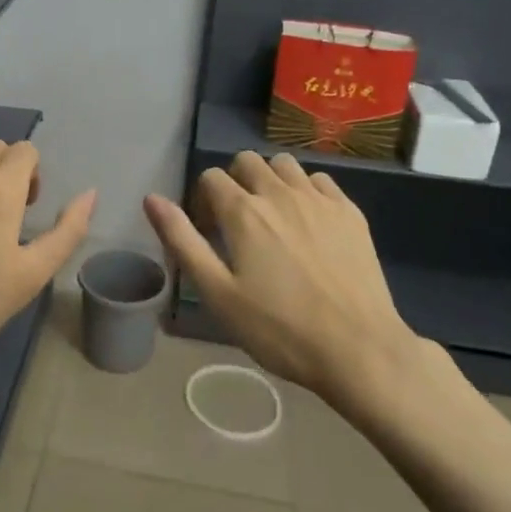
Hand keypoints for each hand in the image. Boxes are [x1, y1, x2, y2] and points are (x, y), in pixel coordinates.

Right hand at [143, 151, 419, 404]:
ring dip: (271, 180)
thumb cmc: (279, 329)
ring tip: (274, 217)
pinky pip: (320, 181)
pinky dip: (306, 190)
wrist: (359, 349)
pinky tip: (309, 222)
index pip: (211, 177)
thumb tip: (151, 198)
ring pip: (285, 165)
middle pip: (247, 161)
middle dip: (235, 182)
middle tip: (238, 223)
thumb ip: (182, 240)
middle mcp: (280, 193)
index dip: (203, 201)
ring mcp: (320, 200)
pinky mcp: (350, 213)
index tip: (210, 233)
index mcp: (243, 211)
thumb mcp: (218, 293)